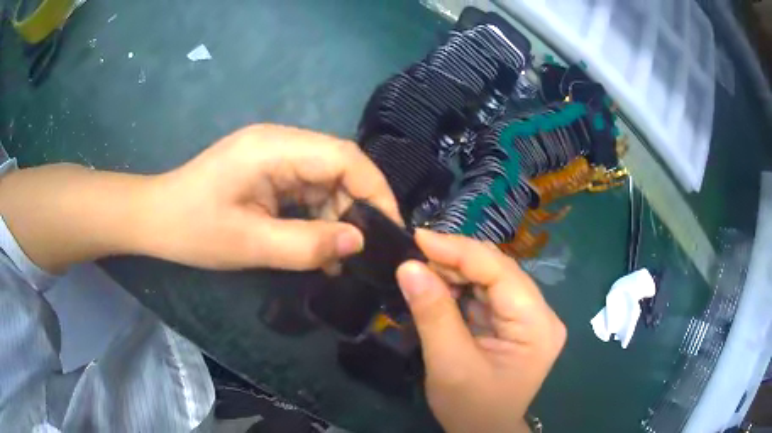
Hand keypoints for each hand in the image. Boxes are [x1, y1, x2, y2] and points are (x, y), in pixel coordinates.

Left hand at [0, 124, 399, 272]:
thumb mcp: (249, 243)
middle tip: (365, 251)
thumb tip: (358, 243)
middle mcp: (280, 143)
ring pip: (325, 182)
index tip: (390, 229)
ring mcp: (273, 157)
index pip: (344, 156)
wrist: (154, 219)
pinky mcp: (267, 172)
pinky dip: (317, 219)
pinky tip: (318, 249)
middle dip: (358, 208)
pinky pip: (306, 191)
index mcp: (274, 147)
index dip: (375, 190)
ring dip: (336, 218)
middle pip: (338, 167)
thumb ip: (307, 244)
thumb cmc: (192, 229)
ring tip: (339, 260)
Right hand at [396, 230, 565, 432]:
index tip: (419, 237)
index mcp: (537, 326)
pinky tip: (439, 285)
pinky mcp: (514, 323)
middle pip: (499, 271)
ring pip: (491, 278)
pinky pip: (486, 293)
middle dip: (457, 259)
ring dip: (456, 271)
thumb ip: (433, 314)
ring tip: (423, 268)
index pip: (501, 272)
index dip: (460, 251)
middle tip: (416, 254)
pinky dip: (460, 286)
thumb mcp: (449, 365)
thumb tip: (408, 266)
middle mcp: (540, 315)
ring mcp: (529, 318)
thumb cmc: (471, 408)